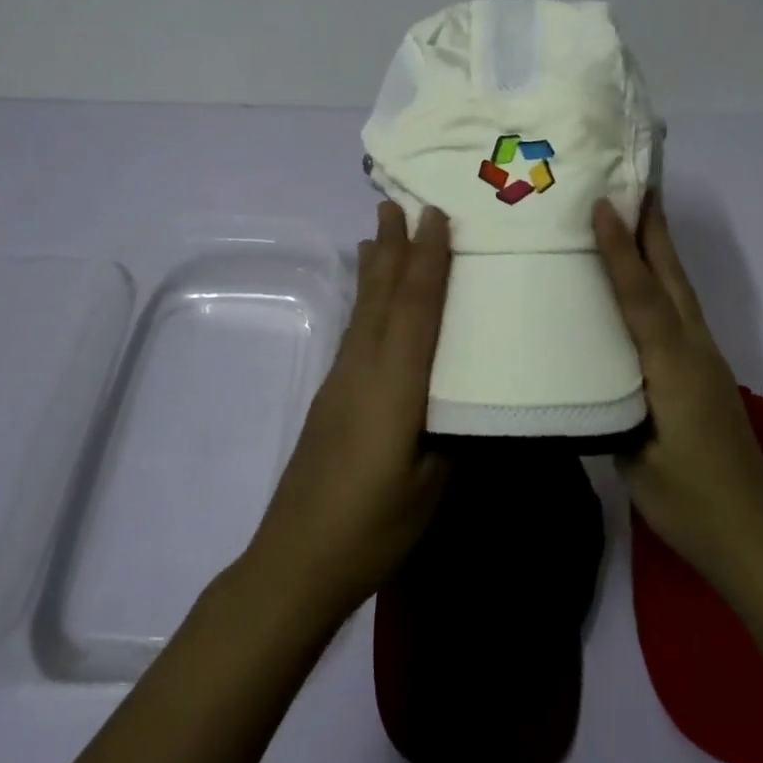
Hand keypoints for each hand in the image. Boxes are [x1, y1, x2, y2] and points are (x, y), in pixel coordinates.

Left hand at [245, 202, 451, 621]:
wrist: (296, 561)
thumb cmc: (374, 526)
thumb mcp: (433, 484)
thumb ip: (452, 431)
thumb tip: (467, 397)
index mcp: (395, 383)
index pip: (416, 308)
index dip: (429, 259)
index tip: (435, 215)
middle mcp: (364, 367)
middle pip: (382, 294)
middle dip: (393, 245)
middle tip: (396, 202)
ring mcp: (342, 380)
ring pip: (363, 308)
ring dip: (375, 266)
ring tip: (378, 232)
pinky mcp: (331, 396)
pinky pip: (355, 329)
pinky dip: (365, 299)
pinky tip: (367, 298)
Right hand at [593, 197, 762, 597]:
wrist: (755, 538)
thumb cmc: (689, 503)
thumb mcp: (634, 460)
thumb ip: (610, 407)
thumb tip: (585, 373)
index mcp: (673, 369)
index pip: (642, 299)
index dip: (621, 251)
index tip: (603, 205)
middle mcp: (694, 352)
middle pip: (672, 278)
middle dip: (654, 228)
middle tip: (634, 182)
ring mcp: (705, 360)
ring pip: (679, 290)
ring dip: (659, 249)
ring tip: (635, 215)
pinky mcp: (706, 372)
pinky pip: (679, 311)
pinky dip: (662, 281)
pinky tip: (644, 282)